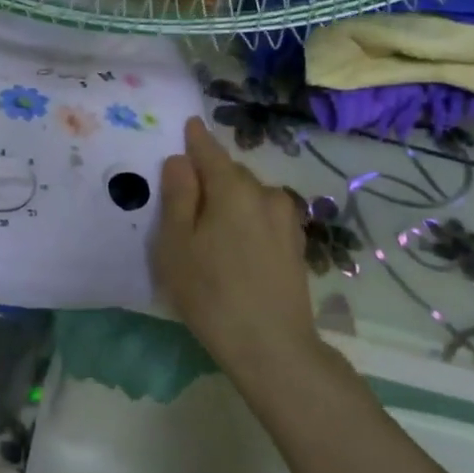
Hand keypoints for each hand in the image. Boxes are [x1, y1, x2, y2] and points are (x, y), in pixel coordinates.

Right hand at [152, 118, 326, 383]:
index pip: (210, 150)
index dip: (196, 138)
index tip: (189, 125)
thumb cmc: (211, 293)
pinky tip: (237, 248)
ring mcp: (286, 219)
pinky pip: (263, 217)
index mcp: (233, 188)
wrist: (272, 347)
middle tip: (186, 199)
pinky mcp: (296, 244)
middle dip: (210, 177)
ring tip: (211, 231)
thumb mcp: (177, 245)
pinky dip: (247, 220)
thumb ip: (177, 196)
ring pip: (250, 196)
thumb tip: (181, 160)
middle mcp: (266, 193)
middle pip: (231, 173)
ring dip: (230, 201)